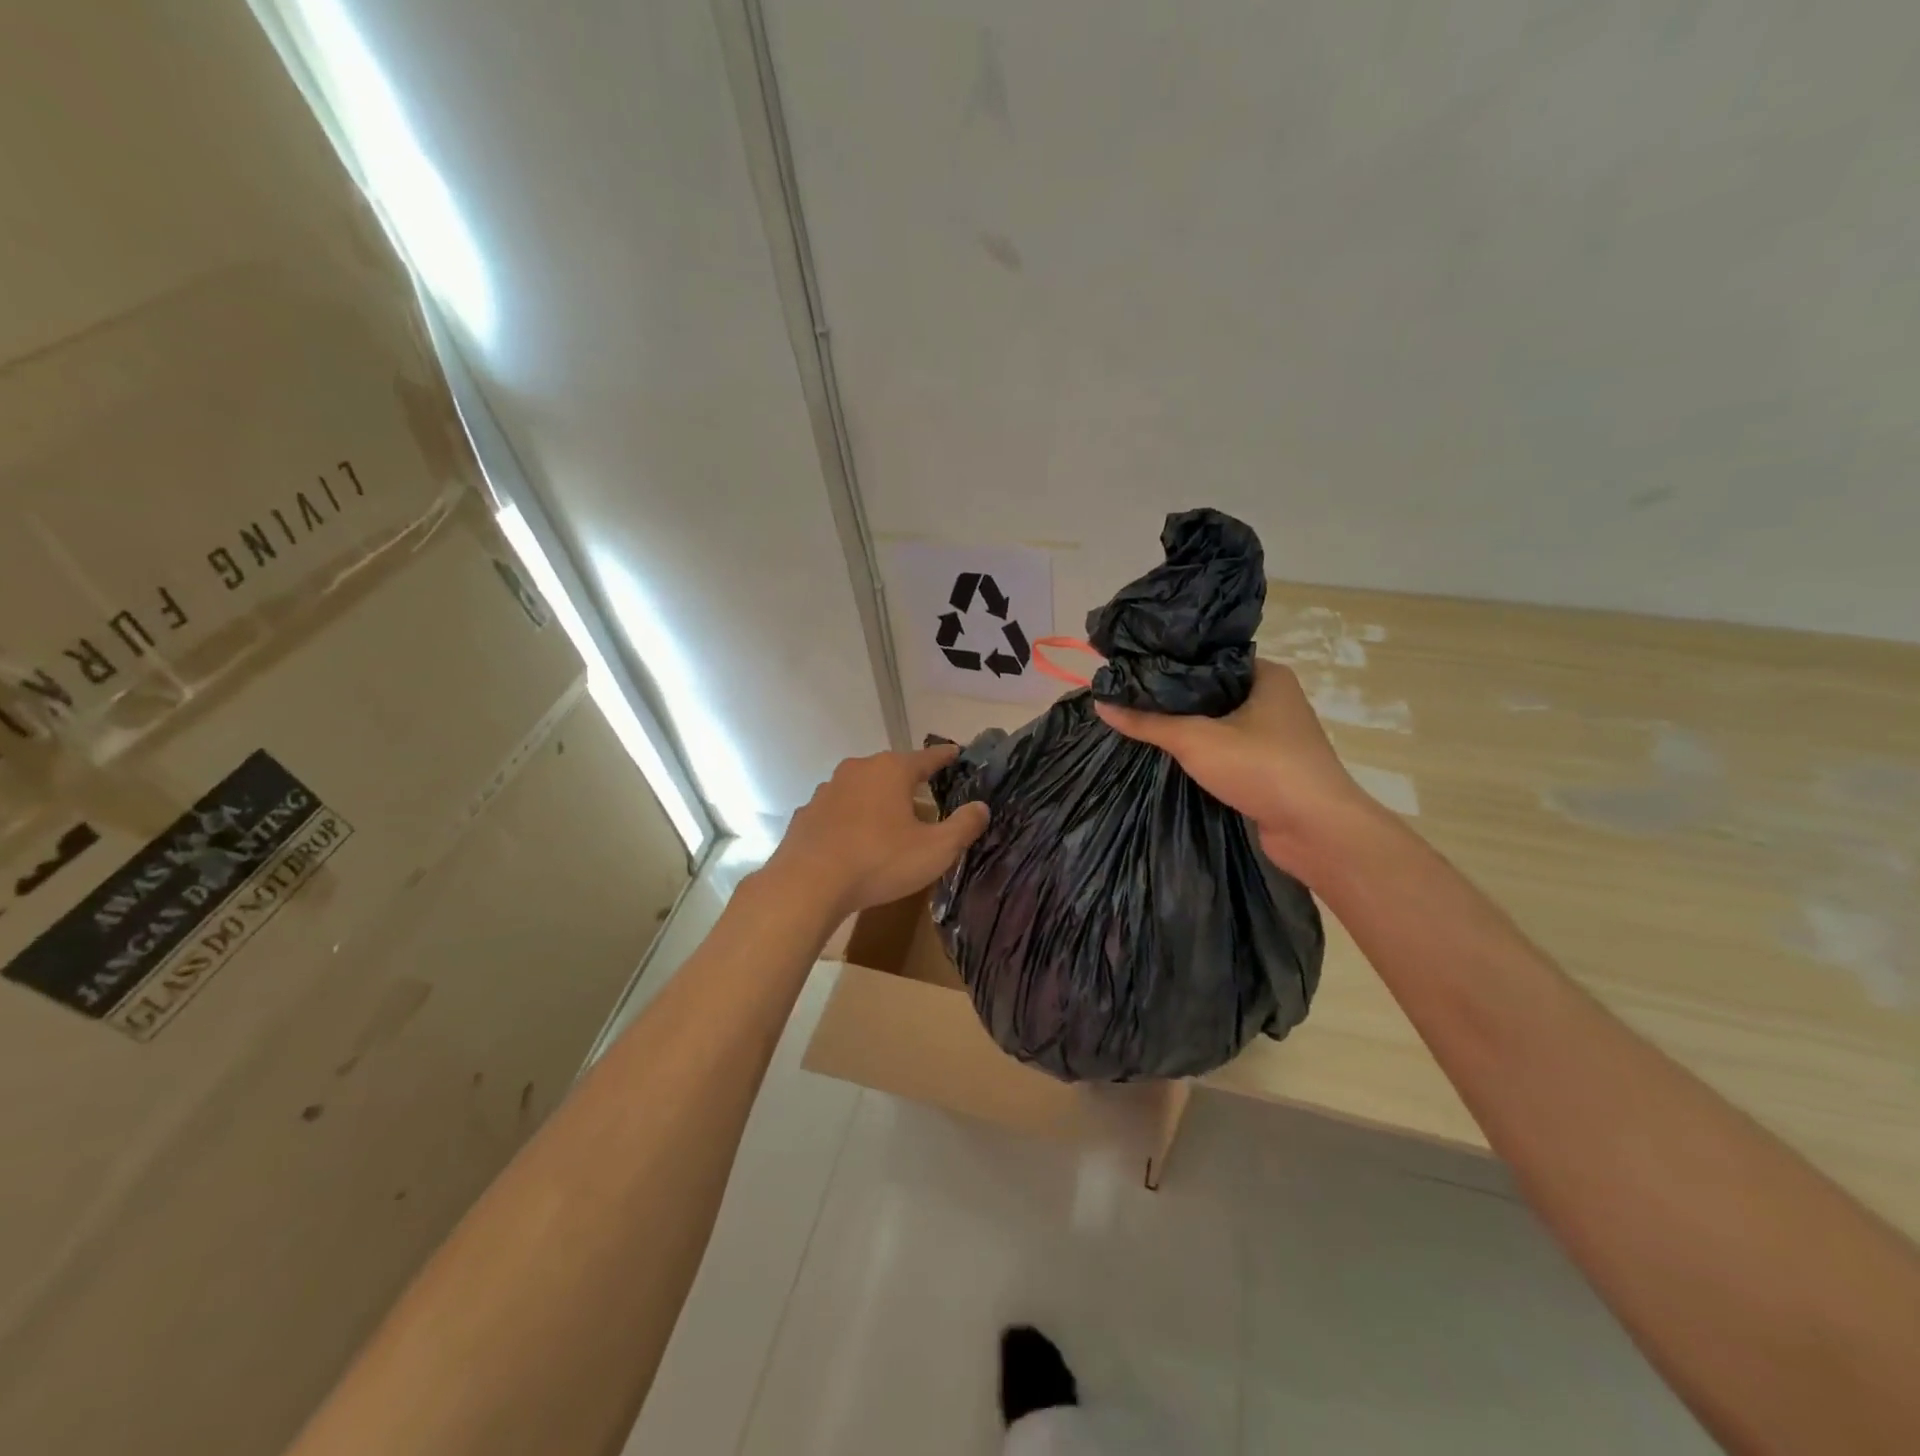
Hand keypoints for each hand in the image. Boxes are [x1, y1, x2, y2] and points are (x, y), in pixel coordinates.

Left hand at [766, 744, 990, 919]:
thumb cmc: (879, 861)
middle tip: (927, 799)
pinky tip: (855, 841)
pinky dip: (851, 820)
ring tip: (891, 824)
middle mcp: (858, 770)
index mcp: (891, 770)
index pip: (927, 757)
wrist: (807, 884)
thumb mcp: (935, 850)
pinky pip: (839, 811)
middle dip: (910, 782)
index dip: (945, 757)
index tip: (957, 753)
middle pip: (892, 770)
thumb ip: (963, 826)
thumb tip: (981, 807)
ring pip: (863, 789)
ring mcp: (827, 790)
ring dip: (878, 801)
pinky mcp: (807, 814)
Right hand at [1095, 658, 1380, 877]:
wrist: (1317, 830)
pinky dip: (1201, 749)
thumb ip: (1148, 722)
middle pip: (1211, 689)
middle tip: (1128, 695)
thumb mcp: (1195, 739)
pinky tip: (1169, 752)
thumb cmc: (1261, 767)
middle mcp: (1274, 698)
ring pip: (1219, 721)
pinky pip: (1227, 747)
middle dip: (1173, 696)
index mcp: (1266, 674)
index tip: (1131, 667)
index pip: (1208, 657)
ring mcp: (1274, 734)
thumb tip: (1100, 703)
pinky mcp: (1270, 765)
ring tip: (1140, 720)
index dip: (1169, 661)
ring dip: (1187, 725)